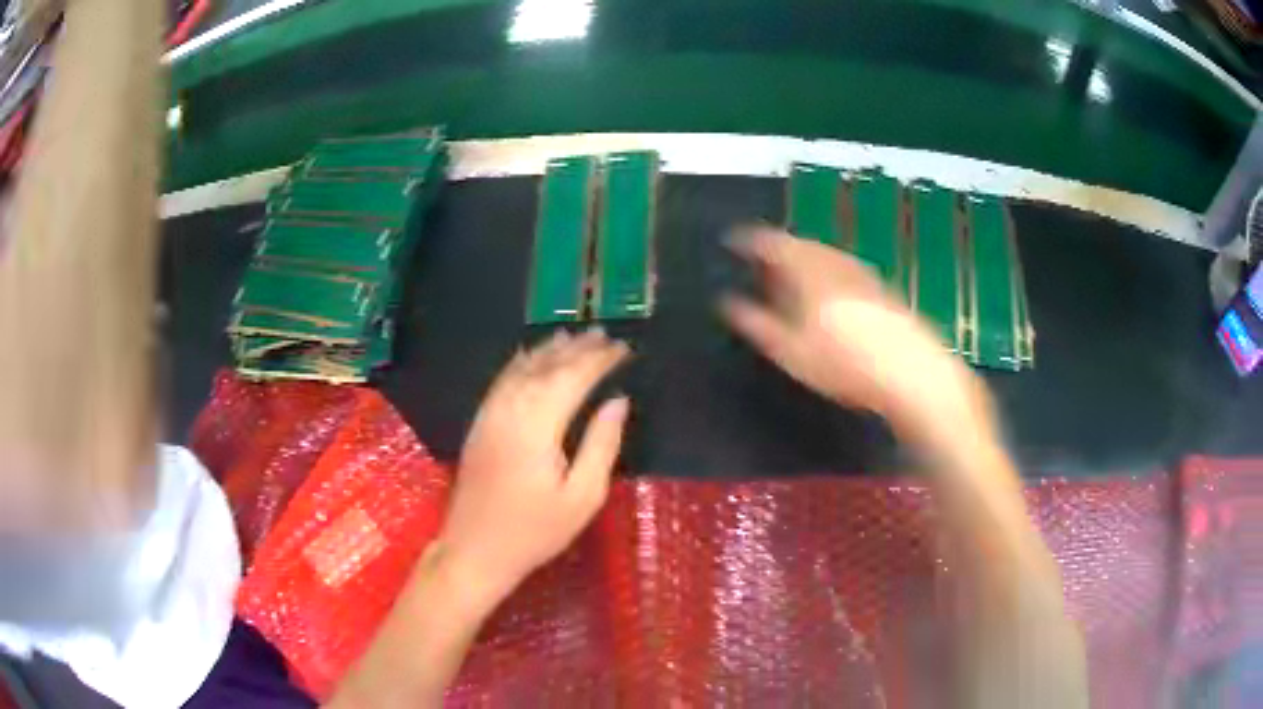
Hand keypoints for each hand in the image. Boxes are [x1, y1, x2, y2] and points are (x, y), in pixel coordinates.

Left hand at [439, 328, 630, 600]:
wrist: (475, 550)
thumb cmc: (535, 530)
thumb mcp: (582, 496)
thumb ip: (602, 444)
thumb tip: (618, 401)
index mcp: (538, 424)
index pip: (574, 376)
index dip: (600, 359)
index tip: (624, 348)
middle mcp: (511, 408)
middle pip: (547, 365)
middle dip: (577, 348)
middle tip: (604, 334)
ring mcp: (490, 413)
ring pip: (522, 367)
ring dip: (549, 349)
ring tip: (574, 335)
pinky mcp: (479, 423)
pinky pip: (502, 379)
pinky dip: (522, 362)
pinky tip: (531, 356)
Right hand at [720, 227, 993, 446]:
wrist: (912, 373)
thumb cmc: (844, 363)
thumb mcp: (791, 351)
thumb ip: (757, 324)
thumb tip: (726, 302)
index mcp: (809, 271)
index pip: (773, 244)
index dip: (750, 240)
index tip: (734, 240)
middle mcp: (837, 263)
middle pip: (803, 245)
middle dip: (780, 249)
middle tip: (762, 259)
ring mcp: (864, 274)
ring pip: (827, 256)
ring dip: (806, 258)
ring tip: (792, 274)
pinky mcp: (883, 290)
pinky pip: (846, 269)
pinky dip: (829, 271)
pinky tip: (831, 293)